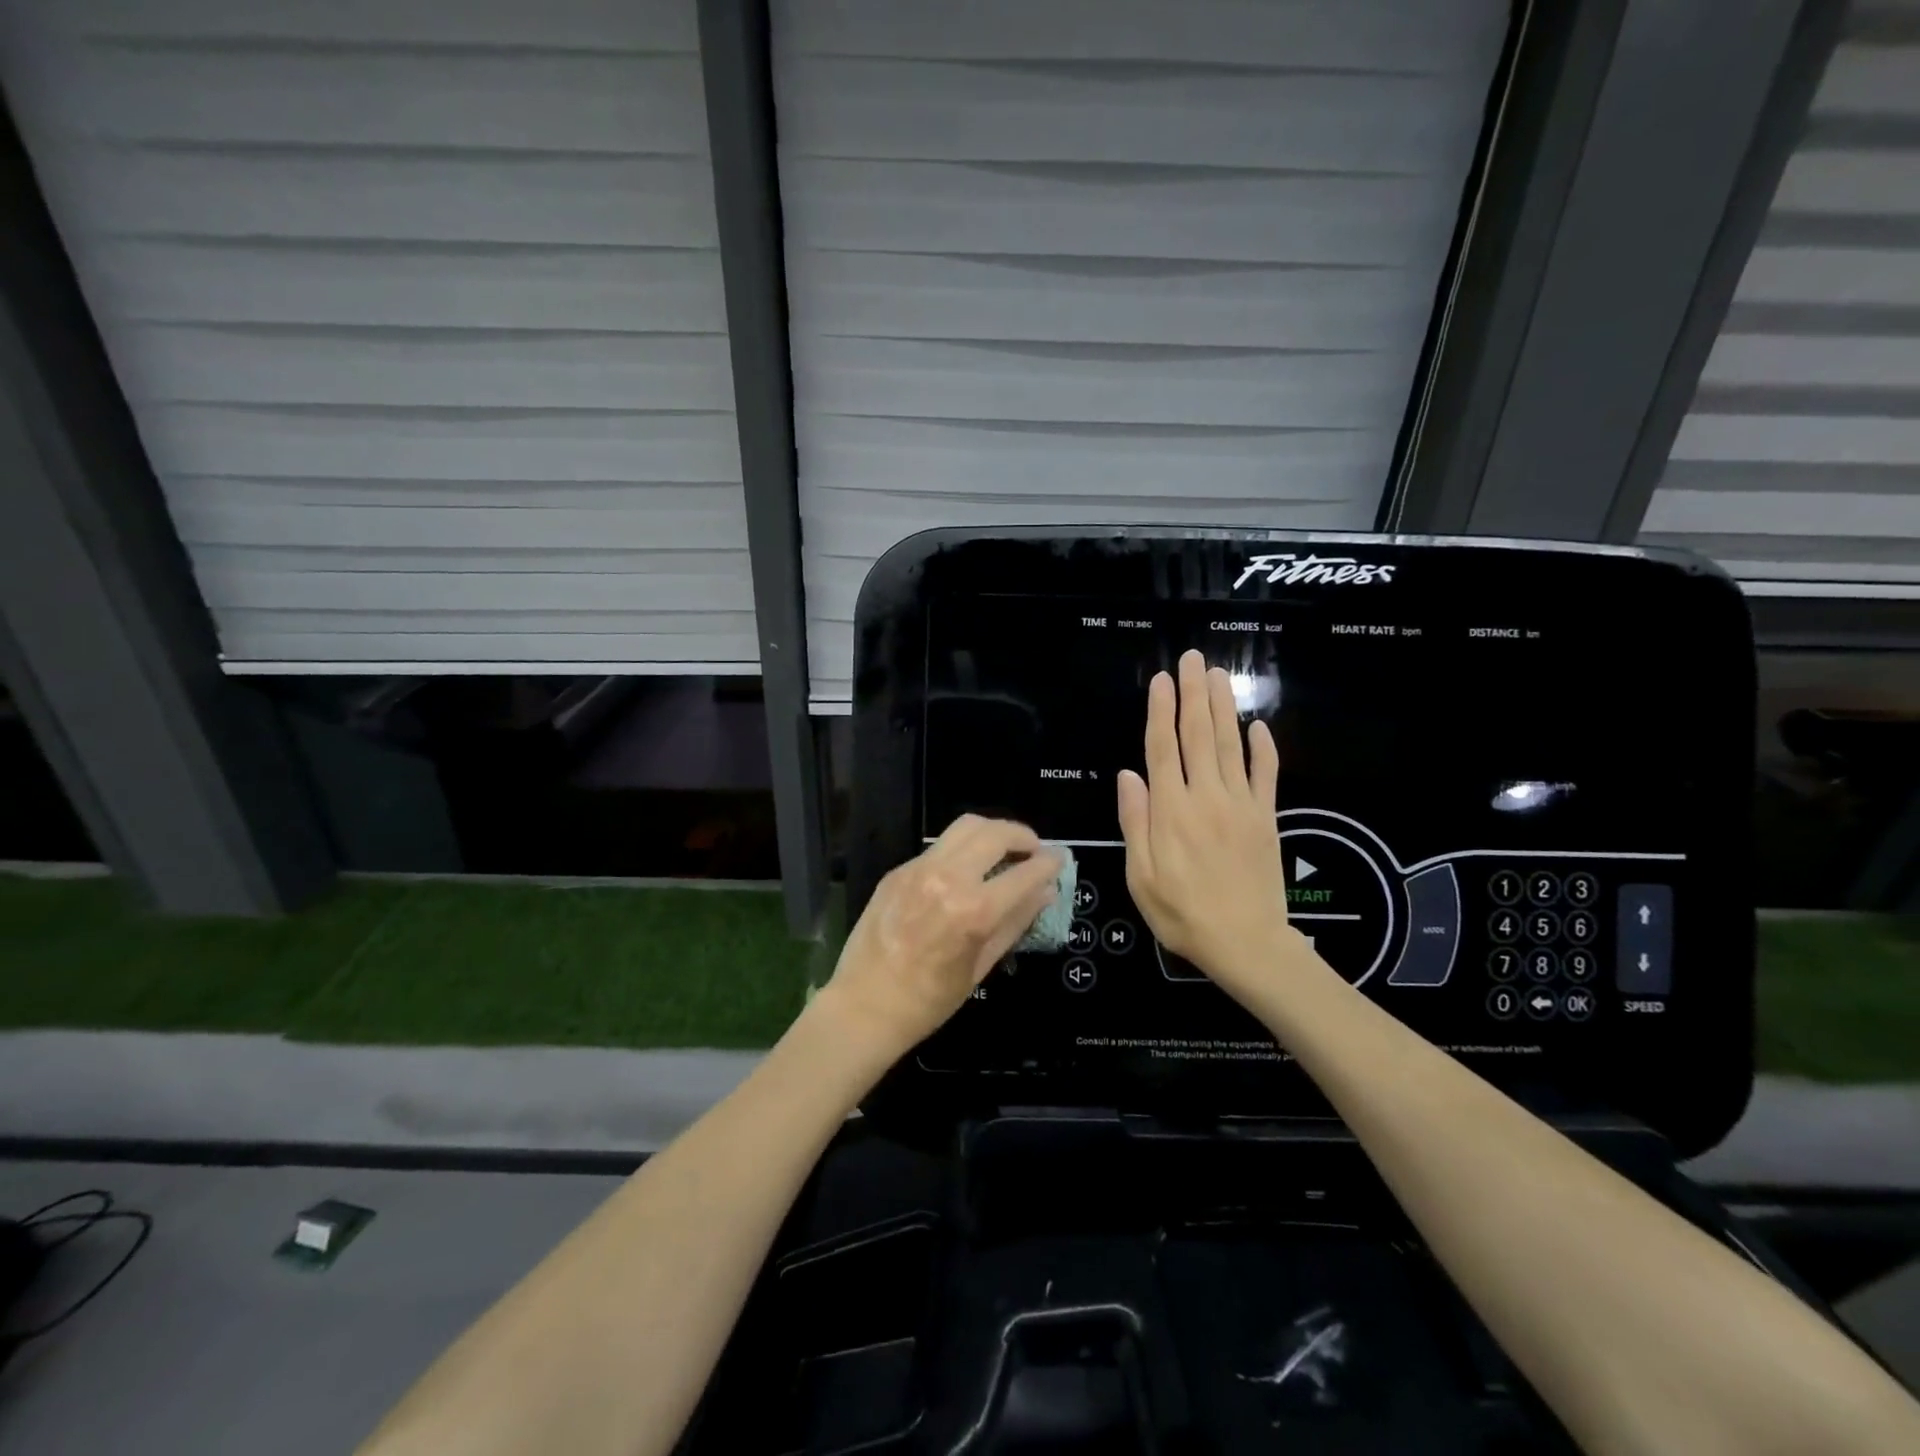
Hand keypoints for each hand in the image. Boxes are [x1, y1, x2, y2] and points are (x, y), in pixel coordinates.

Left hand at [821, 815, 1061, 1059]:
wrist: (864, 1006)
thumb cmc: (929, 1001)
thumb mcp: (981, 966)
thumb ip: (1015, 921)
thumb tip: (1045, 892)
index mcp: (973, 910)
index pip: (1024, 872)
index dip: (1048, 863)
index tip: (1059, 859)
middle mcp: (947, 878)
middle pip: (994, 832)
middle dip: (1022, 835)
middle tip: (1033, 849)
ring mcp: (918, 869)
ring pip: (964, 827)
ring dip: (992, 832)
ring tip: (1003, 850)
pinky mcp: (898, 870)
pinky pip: (938, 847)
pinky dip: (961, 850)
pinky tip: (965, 871)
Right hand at [1117, 651, 1306, 999]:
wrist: (1246, 944)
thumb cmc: (1182, 913)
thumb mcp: (1141, 876)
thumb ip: (1136, 821)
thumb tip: (1128, 775)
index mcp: (1171, 810)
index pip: (1163, 747)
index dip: (1161, 710)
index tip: (1162, 679)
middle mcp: (1206, 796)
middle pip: (1198, 735)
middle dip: (1194, 694)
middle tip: (1194, 659)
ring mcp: (1240, 804)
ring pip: (1230, 744)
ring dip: (1223, 707)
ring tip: (1218, 675)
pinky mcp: (1265, 817)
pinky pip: (1265, 775)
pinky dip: (1263, 748)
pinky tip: (1258, 725)